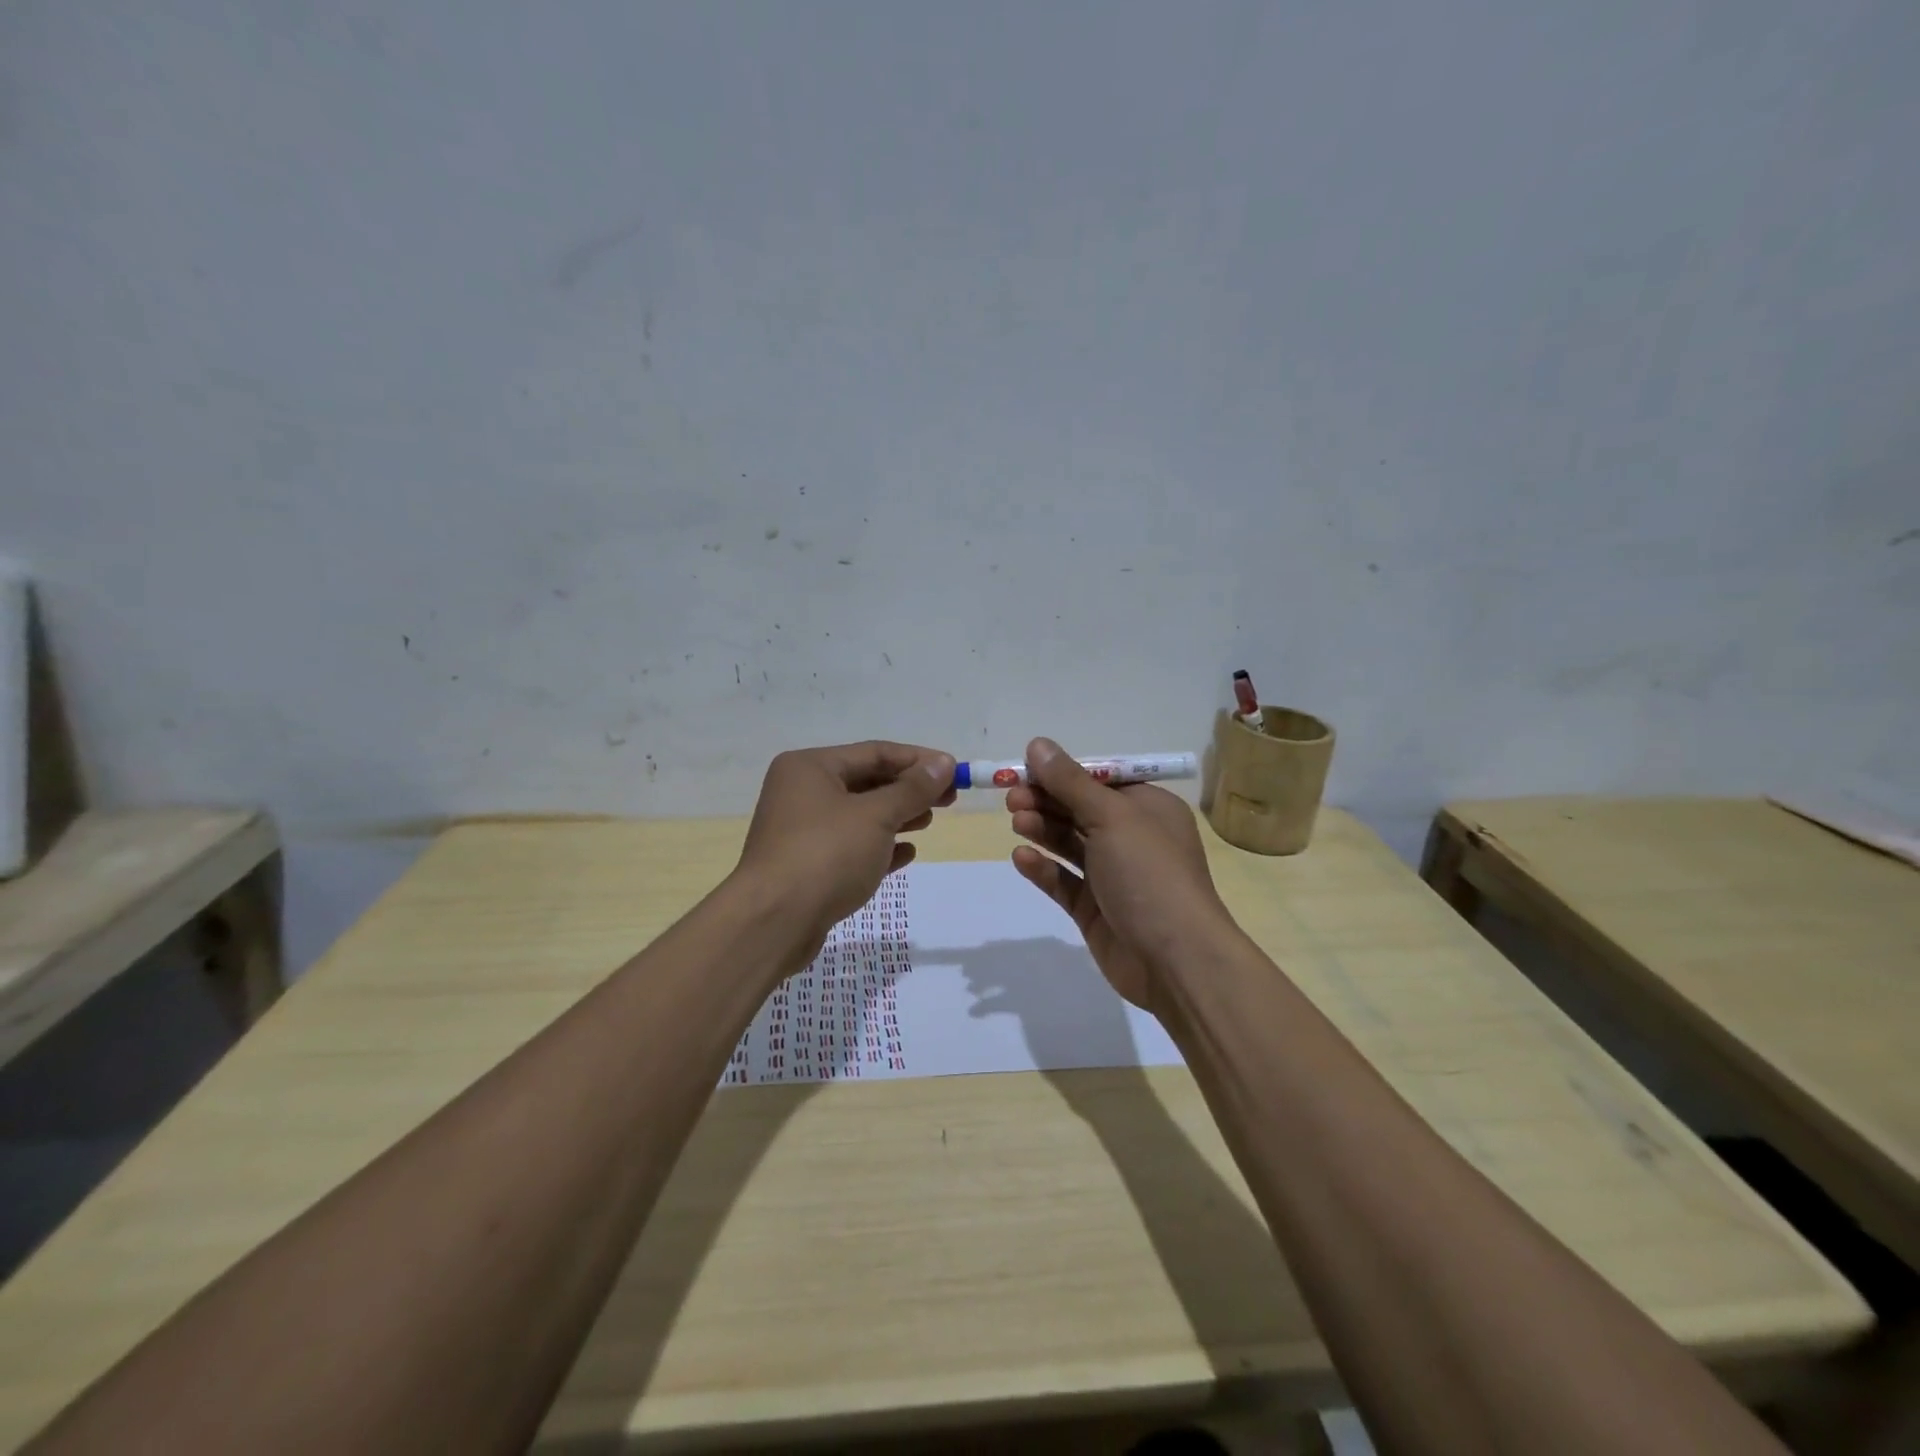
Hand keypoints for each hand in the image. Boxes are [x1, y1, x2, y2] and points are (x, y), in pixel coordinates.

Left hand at [738, 740, 955, 950]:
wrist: (774, 922)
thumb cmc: (826, 854)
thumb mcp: (876, 816)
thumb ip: (912, 789)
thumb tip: (943, 764)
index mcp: (810, 767)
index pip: (874, 752)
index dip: (918, 760)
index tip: (954, 771)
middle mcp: (801, 792)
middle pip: (866, 782)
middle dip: (909, 790)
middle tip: (949, 799)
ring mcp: (802, 830)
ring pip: (859, 815)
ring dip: (897, 817)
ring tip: (929, 822)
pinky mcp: (807, 865)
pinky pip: (850, 846)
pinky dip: (879, 846)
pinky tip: (906, 854)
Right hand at [1005, 737, 1231, 1012]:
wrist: (1175, 959)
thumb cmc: (1149, 873)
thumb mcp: (1111, 817)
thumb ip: (1070, 782)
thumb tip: (1038, 744)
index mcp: (1148, 808)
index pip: (1099, 780)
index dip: (1061, 773)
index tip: (1024, 769)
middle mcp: (1132, 838)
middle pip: (1080, 810)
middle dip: (1046, 801)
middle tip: (1011, 798)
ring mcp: (1113, 875)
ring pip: (1069, 844)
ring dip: (1043, 830)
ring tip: (1016, 822)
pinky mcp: (1095, 908)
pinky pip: (1064, 881)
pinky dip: (1044, 868)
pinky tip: (1022, 858)